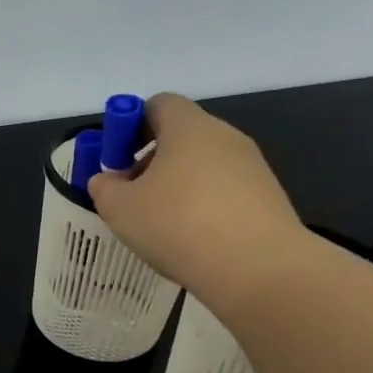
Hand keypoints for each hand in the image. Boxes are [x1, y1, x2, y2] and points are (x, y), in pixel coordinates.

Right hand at [87, 93, 312, 319]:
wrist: (258, 268)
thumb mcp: (120, 209)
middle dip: (151, 161)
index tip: (116, 160)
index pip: (158, 104)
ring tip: (161, 226)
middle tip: (131, 196)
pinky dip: (204, 207)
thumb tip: (106, 180)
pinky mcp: (268, 197)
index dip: (130, 126)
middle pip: (181, 135)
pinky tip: (193, 240)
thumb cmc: (178, 225)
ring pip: (203, 166)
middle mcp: (225, 136)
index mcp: (188, 127)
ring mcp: (252, 166)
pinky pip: (224, 192)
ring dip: (177, 187)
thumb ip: (104, 188)